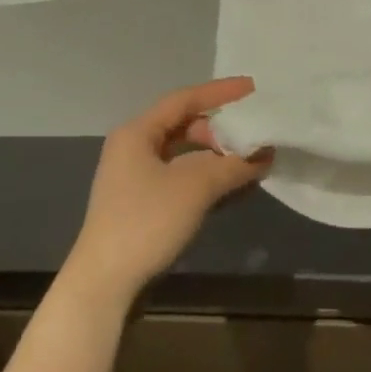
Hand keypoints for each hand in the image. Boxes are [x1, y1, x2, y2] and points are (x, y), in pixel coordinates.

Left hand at [66, 77, 271, 303]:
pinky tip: (231, 182)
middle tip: (254, 130)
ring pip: (185, 151)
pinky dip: (207, 173)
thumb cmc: (146, 221)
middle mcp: (134, 147)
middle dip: (222, 127)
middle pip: (185, 124)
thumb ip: (234, 163)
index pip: (185, 99)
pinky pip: (182, 174)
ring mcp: (136, 176)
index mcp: (137, 132)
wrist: (104, 283)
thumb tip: (266, 152)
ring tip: (250, 157)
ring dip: (217, 153)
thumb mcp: (197, 186)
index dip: (221, 92)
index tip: (254, 88)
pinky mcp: (142, 201)